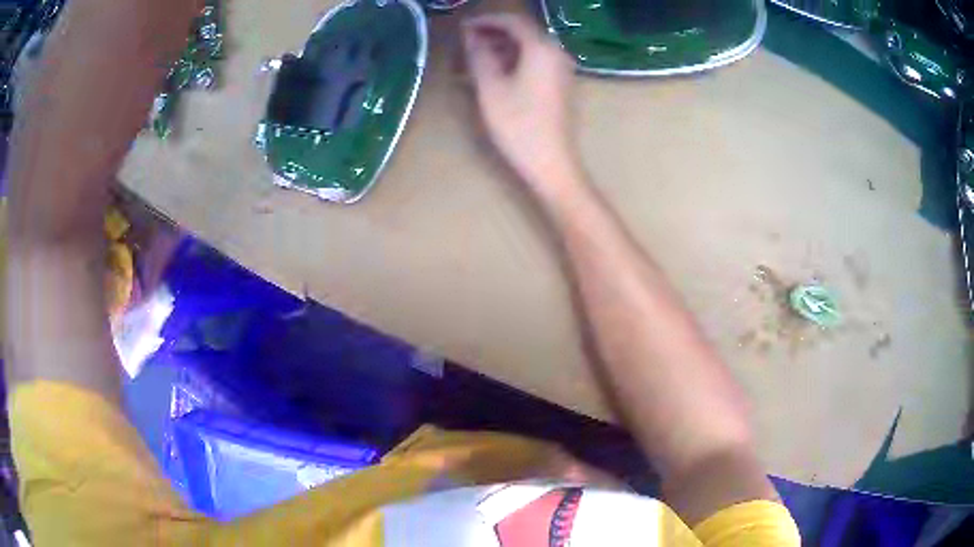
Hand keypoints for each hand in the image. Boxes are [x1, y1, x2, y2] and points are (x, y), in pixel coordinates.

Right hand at [462, 14, 576, 191]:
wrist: (552, 162)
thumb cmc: (518, 125)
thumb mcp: (491, 88)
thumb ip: (479, 56)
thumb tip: (470, 36)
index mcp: (542, 48)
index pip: (512, 22)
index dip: (486, 21)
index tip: (463, 27)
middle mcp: (557, 53)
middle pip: (523, 33)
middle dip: (493, 34)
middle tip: (466, 43)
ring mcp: (562, 70)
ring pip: (529, 48)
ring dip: (502, 48)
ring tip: (475, 59)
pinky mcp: (561, 85)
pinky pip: (536, 62)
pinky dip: (515, 61)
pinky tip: (496, 73)